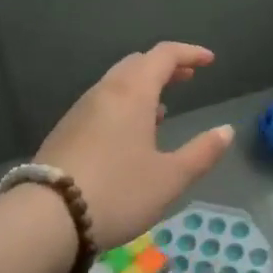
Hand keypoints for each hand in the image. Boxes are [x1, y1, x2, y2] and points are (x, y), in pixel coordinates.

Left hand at [36, 42, 235, 249]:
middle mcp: (104, 92)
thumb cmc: (118, 192)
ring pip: (116, 84)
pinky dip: (123, 104)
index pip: (164, 55)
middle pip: (136, 64)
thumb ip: (202, 152)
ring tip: (162, 108)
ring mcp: (80, 110)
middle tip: (187, 78)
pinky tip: (129, 134)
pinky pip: (101, 103)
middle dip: (165, 67)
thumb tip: (226, 131)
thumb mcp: (170, 178)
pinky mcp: (65, 131)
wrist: (46, 219)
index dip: (190, 53)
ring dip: (142, 86)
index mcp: (132, 93)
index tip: (210, 61)